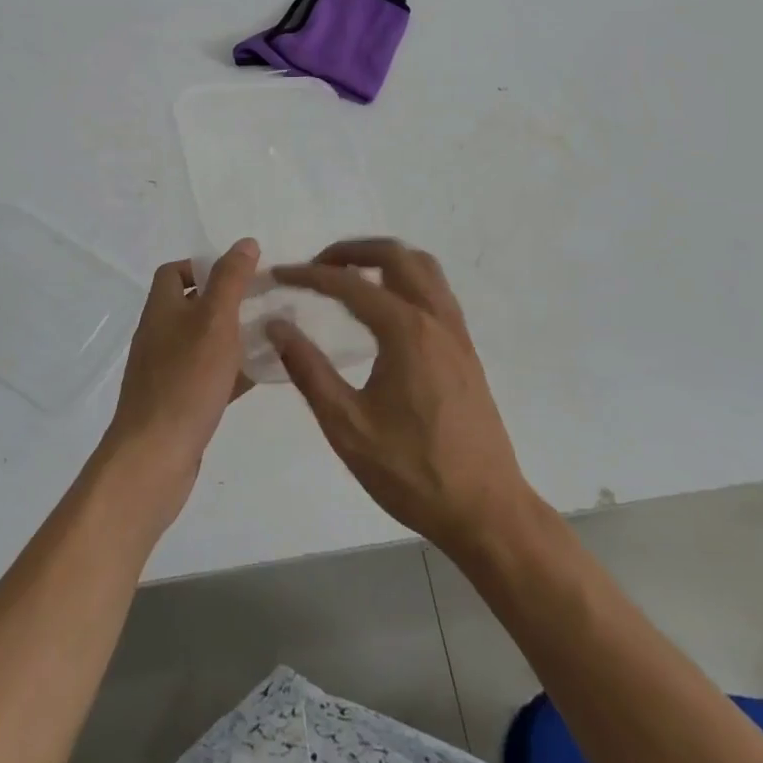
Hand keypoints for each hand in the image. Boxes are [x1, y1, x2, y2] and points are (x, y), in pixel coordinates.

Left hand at [101, 238, 260, 528]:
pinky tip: (263, 375)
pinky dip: (233, 371)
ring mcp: (167, 372)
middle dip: (227, 301)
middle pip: (192, 306)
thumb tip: (245, 242)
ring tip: (272, 334)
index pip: (174, 272)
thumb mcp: (214, 320)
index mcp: (162, 309)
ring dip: (234, 336)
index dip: (203, 265)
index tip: (239, 273)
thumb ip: (231, 280)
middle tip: (266, 302)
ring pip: (204, 343)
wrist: (154, 458)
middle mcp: (159, 335)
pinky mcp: (179, 403)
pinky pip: (209, 377)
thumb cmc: (185, 381)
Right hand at [270, 239, 539, 557]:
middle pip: (394, 254)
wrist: (486, 511)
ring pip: (423, 267)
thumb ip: (308, 370)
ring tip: (350, 277)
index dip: (309, 275)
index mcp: (405, 331)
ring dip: (384, 259)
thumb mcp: (347, 426)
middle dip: (351, 251)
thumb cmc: (412, 472)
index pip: (349, 284)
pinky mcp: (466, 350)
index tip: (279, 275)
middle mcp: (435, 318)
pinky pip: (436, 290)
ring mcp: (457, 332)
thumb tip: (276, 325)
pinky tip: (387, 308)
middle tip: (317, 266)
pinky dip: (407, 279)